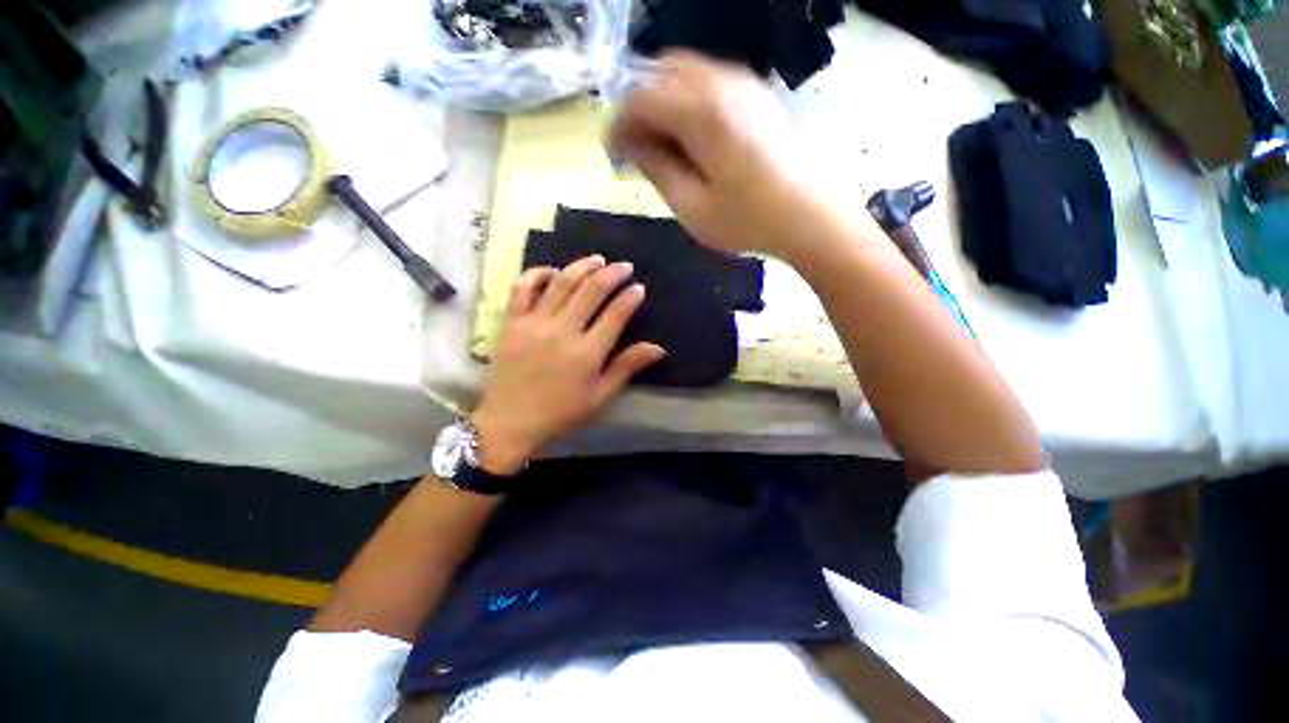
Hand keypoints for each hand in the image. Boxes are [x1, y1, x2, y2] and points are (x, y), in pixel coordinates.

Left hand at [470, 256, 665, 473]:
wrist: (510, 421)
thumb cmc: (561, 412)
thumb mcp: (600, 396)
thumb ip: (627, 367)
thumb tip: (658, 348)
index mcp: (587, 352)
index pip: (615, 314)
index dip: (630, 298)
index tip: (639, 288)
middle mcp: (563, 331)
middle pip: (591, 291)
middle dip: (611, 274)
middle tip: (624, 266)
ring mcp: (534, 323)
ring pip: (562, 283)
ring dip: (582, 267)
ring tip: (597, 259)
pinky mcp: (512, 322)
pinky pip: (523, 289)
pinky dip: (538, 274)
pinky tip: (552, 270)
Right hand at [609, 52, 857, 260]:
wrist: (811, 216)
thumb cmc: (748, 220)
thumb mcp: (691, 206)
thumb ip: (656, 168)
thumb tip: (631, 144)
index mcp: (699, 111)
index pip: (639, 97)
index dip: (618, 124)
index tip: (612, 154)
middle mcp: (719, 82)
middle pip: (658, 73)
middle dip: (637, 108)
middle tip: (634, 149)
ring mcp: (742, 82)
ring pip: (683, 73)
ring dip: (661, 103)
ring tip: (659, 146)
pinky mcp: (755, 94)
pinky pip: (707, 81)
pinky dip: (685, 101)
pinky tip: (688, 137)